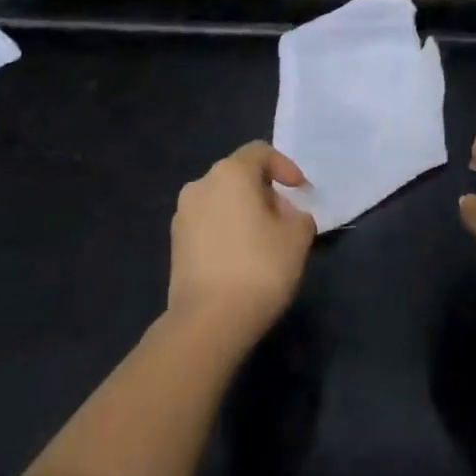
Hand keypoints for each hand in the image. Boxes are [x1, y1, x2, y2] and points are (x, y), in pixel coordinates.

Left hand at [168, 142, 316, 344]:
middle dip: (265, 191)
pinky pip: (208, 223)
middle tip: (285, 217)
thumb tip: (284, 214)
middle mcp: (201, 185)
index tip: (300, 190)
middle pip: (239, 175)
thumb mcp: (297, 236)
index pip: (260, 152)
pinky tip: (241, 258)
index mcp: (230, 173)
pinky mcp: (175, 244)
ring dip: (244, 211)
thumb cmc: (259, 268)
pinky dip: (226, 230)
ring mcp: (183, 215)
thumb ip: (298, 215)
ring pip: (221, 200)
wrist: (208, 322)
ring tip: (264, 240)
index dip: (285, 166)